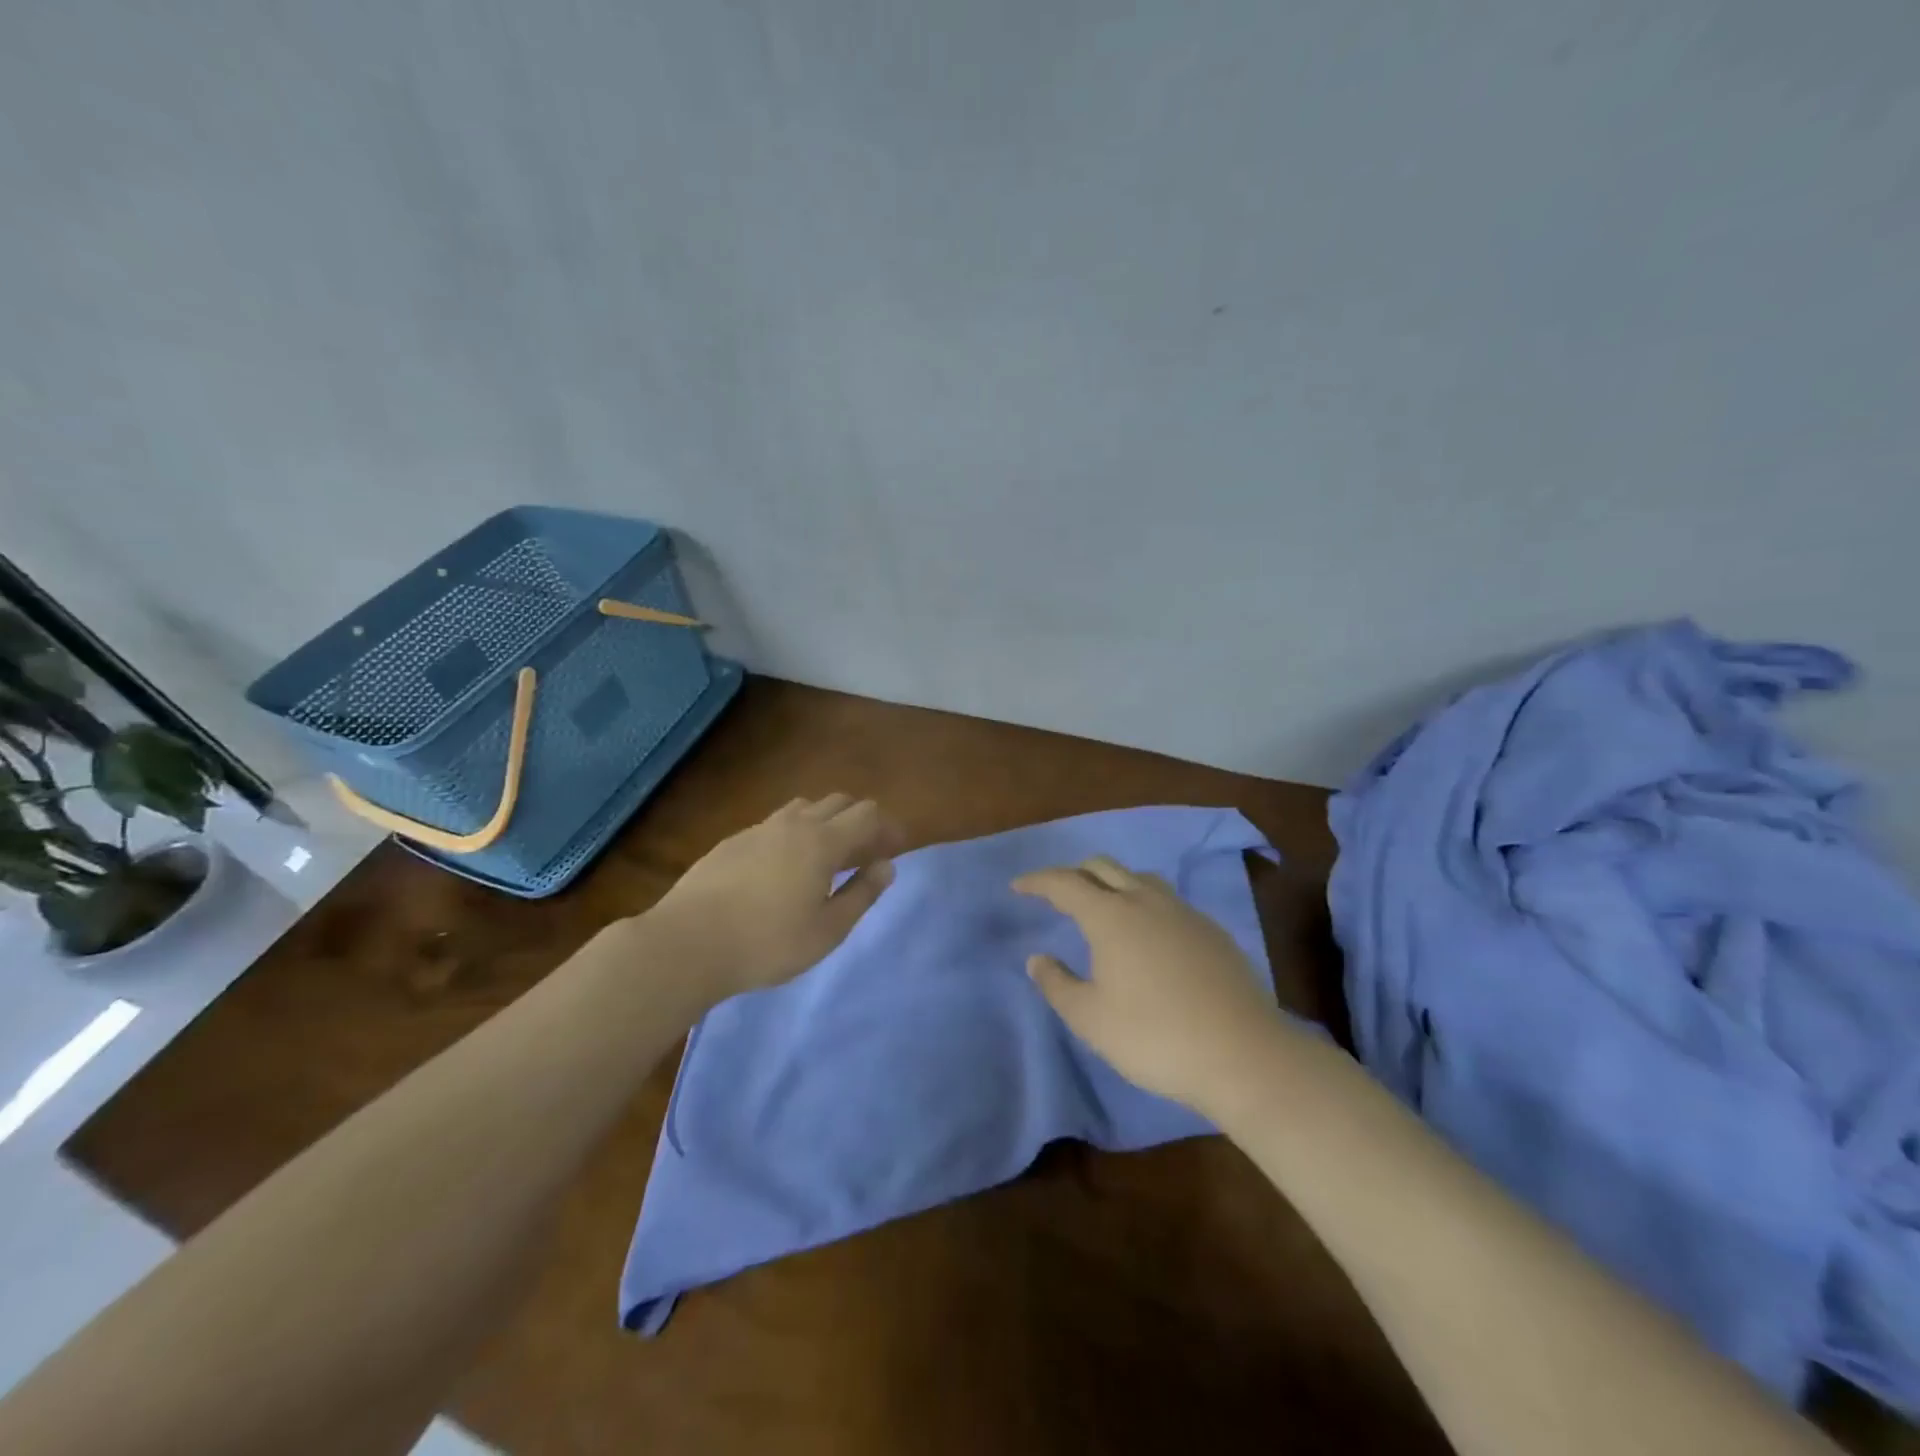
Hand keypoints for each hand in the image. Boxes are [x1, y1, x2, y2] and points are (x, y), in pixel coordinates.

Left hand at [647, 794, 898, 1000]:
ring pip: (804, 808)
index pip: (868, 814)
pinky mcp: (732, 841)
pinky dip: (795, 834)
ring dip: (826, 822)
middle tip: (866, 853)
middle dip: (860, 820)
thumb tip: (886, 865)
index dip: (888, 827)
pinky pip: (776, 824)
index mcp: (823, 841)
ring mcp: (759, 829)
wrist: (688, 942)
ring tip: (827, 857)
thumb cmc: (768, 942)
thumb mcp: (828, 930)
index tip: (896, 848)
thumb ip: (862, 893)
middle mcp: (794, 823)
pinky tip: (785, 867)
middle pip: (839, 802)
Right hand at [1013, 855, 1284, 1112]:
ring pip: (1139, 878)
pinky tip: (1149, 935)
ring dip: (1113, 883)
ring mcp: (1184, 912)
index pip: (1064, 883)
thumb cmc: (1154, 1036)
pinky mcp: (1211, 931)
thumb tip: (1038, 958)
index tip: (1018, 886)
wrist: (1242, 1054)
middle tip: (1057, 894)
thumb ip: (1057, 983)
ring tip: (1103, 908)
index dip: (1037, 881)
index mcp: (1110, 916)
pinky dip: (1144, 903)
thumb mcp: (1091, 1019)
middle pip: (1103, 867)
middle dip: (1074, 873)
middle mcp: (1145, 901)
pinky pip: (1167, 900)